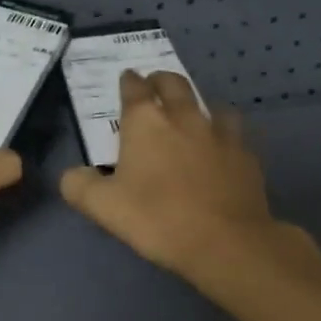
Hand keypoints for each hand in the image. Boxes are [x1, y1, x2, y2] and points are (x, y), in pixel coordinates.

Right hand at [60, 71, 320, 295]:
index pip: (135, 89)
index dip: (129, 82)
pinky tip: (222, 147)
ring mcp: (221, 134)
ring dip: (197, 104)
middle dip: (161, 81)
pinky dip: (224, 133)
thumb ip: (80, 186)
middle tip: (154, 86)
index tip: (127, 79)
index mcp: (146, 123)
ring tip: (192, 114)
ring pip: (210, 104)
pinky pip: (235, 133)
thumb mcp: (103, 207)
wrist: (226, 242)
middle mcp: (185, 117)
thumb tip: (73, 175)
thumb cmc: (157, 219)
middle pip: (174, 85)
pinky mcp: (247, 155)